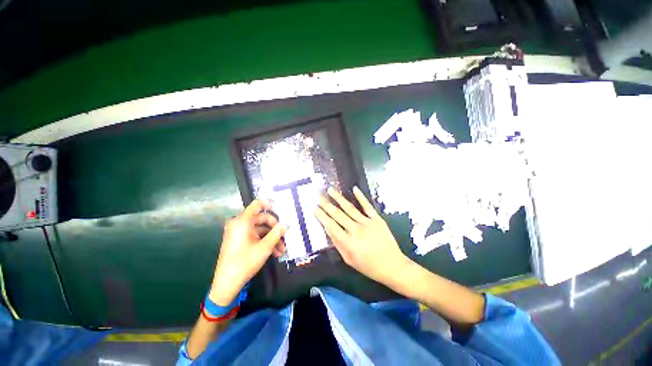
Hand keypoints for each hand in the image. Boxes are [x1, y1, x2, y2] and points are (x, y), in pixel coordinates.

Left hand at [210, 200, 287, 305]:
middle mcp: (239, 224)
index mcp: (243, 221)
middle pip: (262, 219)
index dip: (270, 204)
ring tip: (282, 250)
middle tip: (285, 237)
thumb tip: (286, 223)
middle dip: (275, 229)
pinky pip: (254, 236)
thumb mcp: (265, 247)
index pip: (257, 204)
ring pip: (260, 229)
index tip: (281, 210)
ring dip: (272, 238)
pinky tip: (274, 252)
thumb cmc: (245, 262)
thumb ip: (277, 232)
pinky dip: (264, 242)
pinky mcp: (239, 240)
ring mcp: (238, 232)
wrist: (227, 284)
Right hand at [315, 186, 411, 286]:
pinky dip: (360, 197)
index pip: (331, 225)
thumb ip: (337, 244)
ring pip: (349, 208)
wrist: (392, 265)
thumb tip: (328, 229)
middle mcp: (356, 230)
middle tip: (319, 196)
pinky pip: (367, 206)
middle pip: (338, 214)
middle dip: (326, 205)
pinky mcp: (377, 219)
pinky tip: (354, 189)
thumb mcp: (349, 259)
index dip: (322, 216)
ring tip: (330, 190)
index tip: (315, 208)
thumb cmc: (368, 266)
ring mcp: (367, 223)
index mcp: (348, 242)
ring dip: (339, 198)